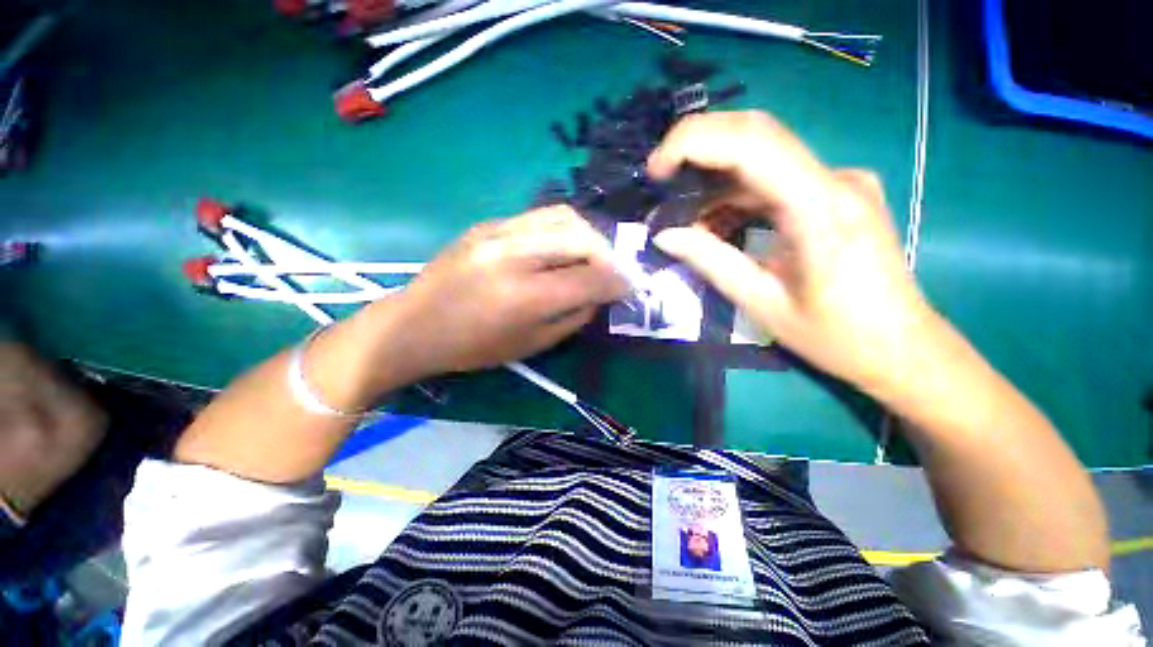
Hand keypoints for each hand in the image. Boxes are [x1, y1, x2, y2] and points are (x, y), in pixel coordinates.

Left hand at [373, 206, 627, 380]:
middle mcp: (513, 254)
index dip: (618, 283)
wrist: (412, 325)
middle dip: (609, 256)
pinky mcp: (489, 223)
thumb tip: (600, 293)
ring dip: (589, 237)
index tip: (630, 288)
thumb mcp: (531, 344)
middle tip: (613, 273)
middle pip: (582, 238)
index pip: (590, 278)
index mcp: (524, 296)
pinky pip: (541, 216)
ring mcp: (498, 231)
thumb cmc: (472, 348)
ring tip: (592, 258)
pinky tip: (563, 249)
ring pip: (564, 217)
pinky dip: (564, 230)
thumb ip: (573, 316)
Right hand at [648, 112, 935, 391]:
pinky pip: (776, 179)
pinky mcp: (836, 193)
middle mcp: (835, 179)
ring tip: (687, 218)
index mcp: (820, 208)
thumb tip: (665, 236)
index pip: (751, 143)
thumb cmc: (836, 337)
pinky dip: (737, 194)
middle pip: (757, 133)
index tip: (656, 169)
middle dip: (698, 146)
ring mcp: (839, 182)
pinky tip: (718, 223)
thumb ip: (711, 262)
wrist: (903, 348)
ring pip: (763, 156)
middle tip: (661, 179)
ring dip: (716, 179)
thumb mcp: (762, 303)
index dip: (694, 142)